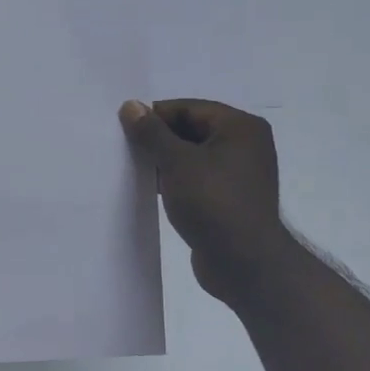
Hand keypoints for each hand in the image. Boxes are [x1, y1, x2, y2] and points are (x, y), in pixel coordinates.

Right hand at [120, 99, 298, 307]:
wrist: (244, 264)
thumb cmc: (213, 203)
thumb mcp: (177, 162)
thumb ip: (151, 133)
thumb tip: (130, 106)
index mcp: (240, 127)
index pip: (189, 108)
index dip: (155, 116)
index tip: (124, 129)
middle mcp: (245, 145)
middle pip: (191, 130)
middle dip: (158, 139)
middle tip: (125, 149)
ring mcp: (239, 174)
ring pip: (192, 156)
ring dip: (164, 161)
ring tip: (134, 169)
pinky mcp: (229, 199)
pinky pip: (196, 179)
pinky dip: (175, 180)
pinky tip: (151, 189)